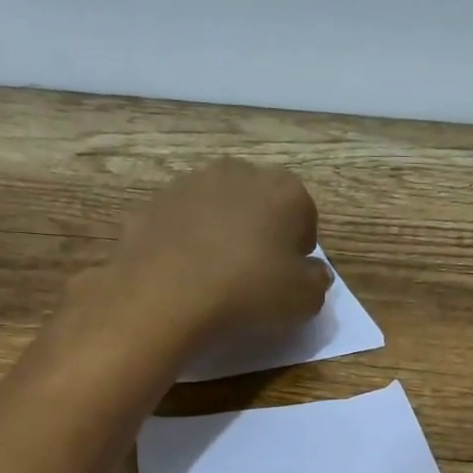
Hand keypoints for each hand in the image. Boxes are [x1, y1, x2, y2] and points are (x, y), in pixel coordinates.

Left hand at [102, 159, 331, 349]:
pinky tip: (184, 273)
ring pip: (218, 208)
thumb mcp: (305, 300)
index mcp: (285, 190)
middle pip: (261, 203)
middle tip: (255, 273)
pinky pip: (182, 223)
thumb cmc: (248, 291)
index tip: (288, 276)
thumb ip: (317, 281)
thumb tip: (313, 272)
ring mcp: (191, 183)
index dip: (299, 249)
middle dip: (261, 231)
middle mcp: (240, 173)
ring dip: (222, 232)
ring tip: (216, 274)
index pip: (305, 215)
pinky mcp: (154, 202)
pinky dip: (186, 241)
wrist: (164, 294)